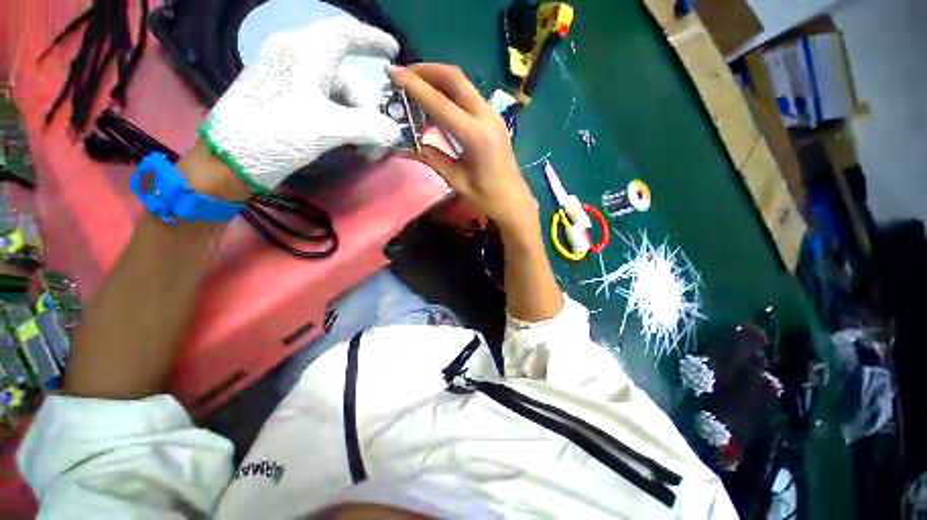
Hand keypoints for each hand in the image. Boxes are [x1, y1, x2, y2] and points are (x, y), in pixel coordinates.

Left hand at [200, 18, 402, 192]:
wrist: (229, 161)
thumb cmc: (275, 135)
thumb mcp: (327, 129)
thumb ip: (368, 127)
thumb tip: (395, 132)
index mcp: (303, 53)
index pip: (344, 34)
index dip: (372, 40)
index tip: (394, 50)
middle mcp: (296, 60)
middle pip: (346, 78)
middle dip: (368, 111)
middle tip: (377, 143)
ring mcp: (289, 81)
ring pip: (338, 95)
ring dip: (357, 122)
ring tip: (364, 150)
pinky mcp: (286, 101)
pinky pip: (325, 105)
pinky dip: (342, 123)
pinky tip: (349, 143)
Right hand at [388, 64, 538, 232]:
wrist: (514, 200)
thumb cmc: (486, 197)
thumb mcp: (456, 180)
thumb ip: (432, 158)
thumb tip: (405, 147)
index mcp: (475, 136)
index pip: (440, 103)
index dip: (414, 86)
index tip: (392, 73)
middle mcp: (486, 117)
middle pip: (455, 79)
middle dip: (426, 70)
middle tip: (404, 74)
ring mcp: (493, 115)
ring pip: (463, 84)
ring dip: (438, 78)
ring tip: (416, 84)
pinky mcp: (494, 119)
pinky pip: (469, 95)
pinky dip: (450, 91)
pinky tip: (437, 100)